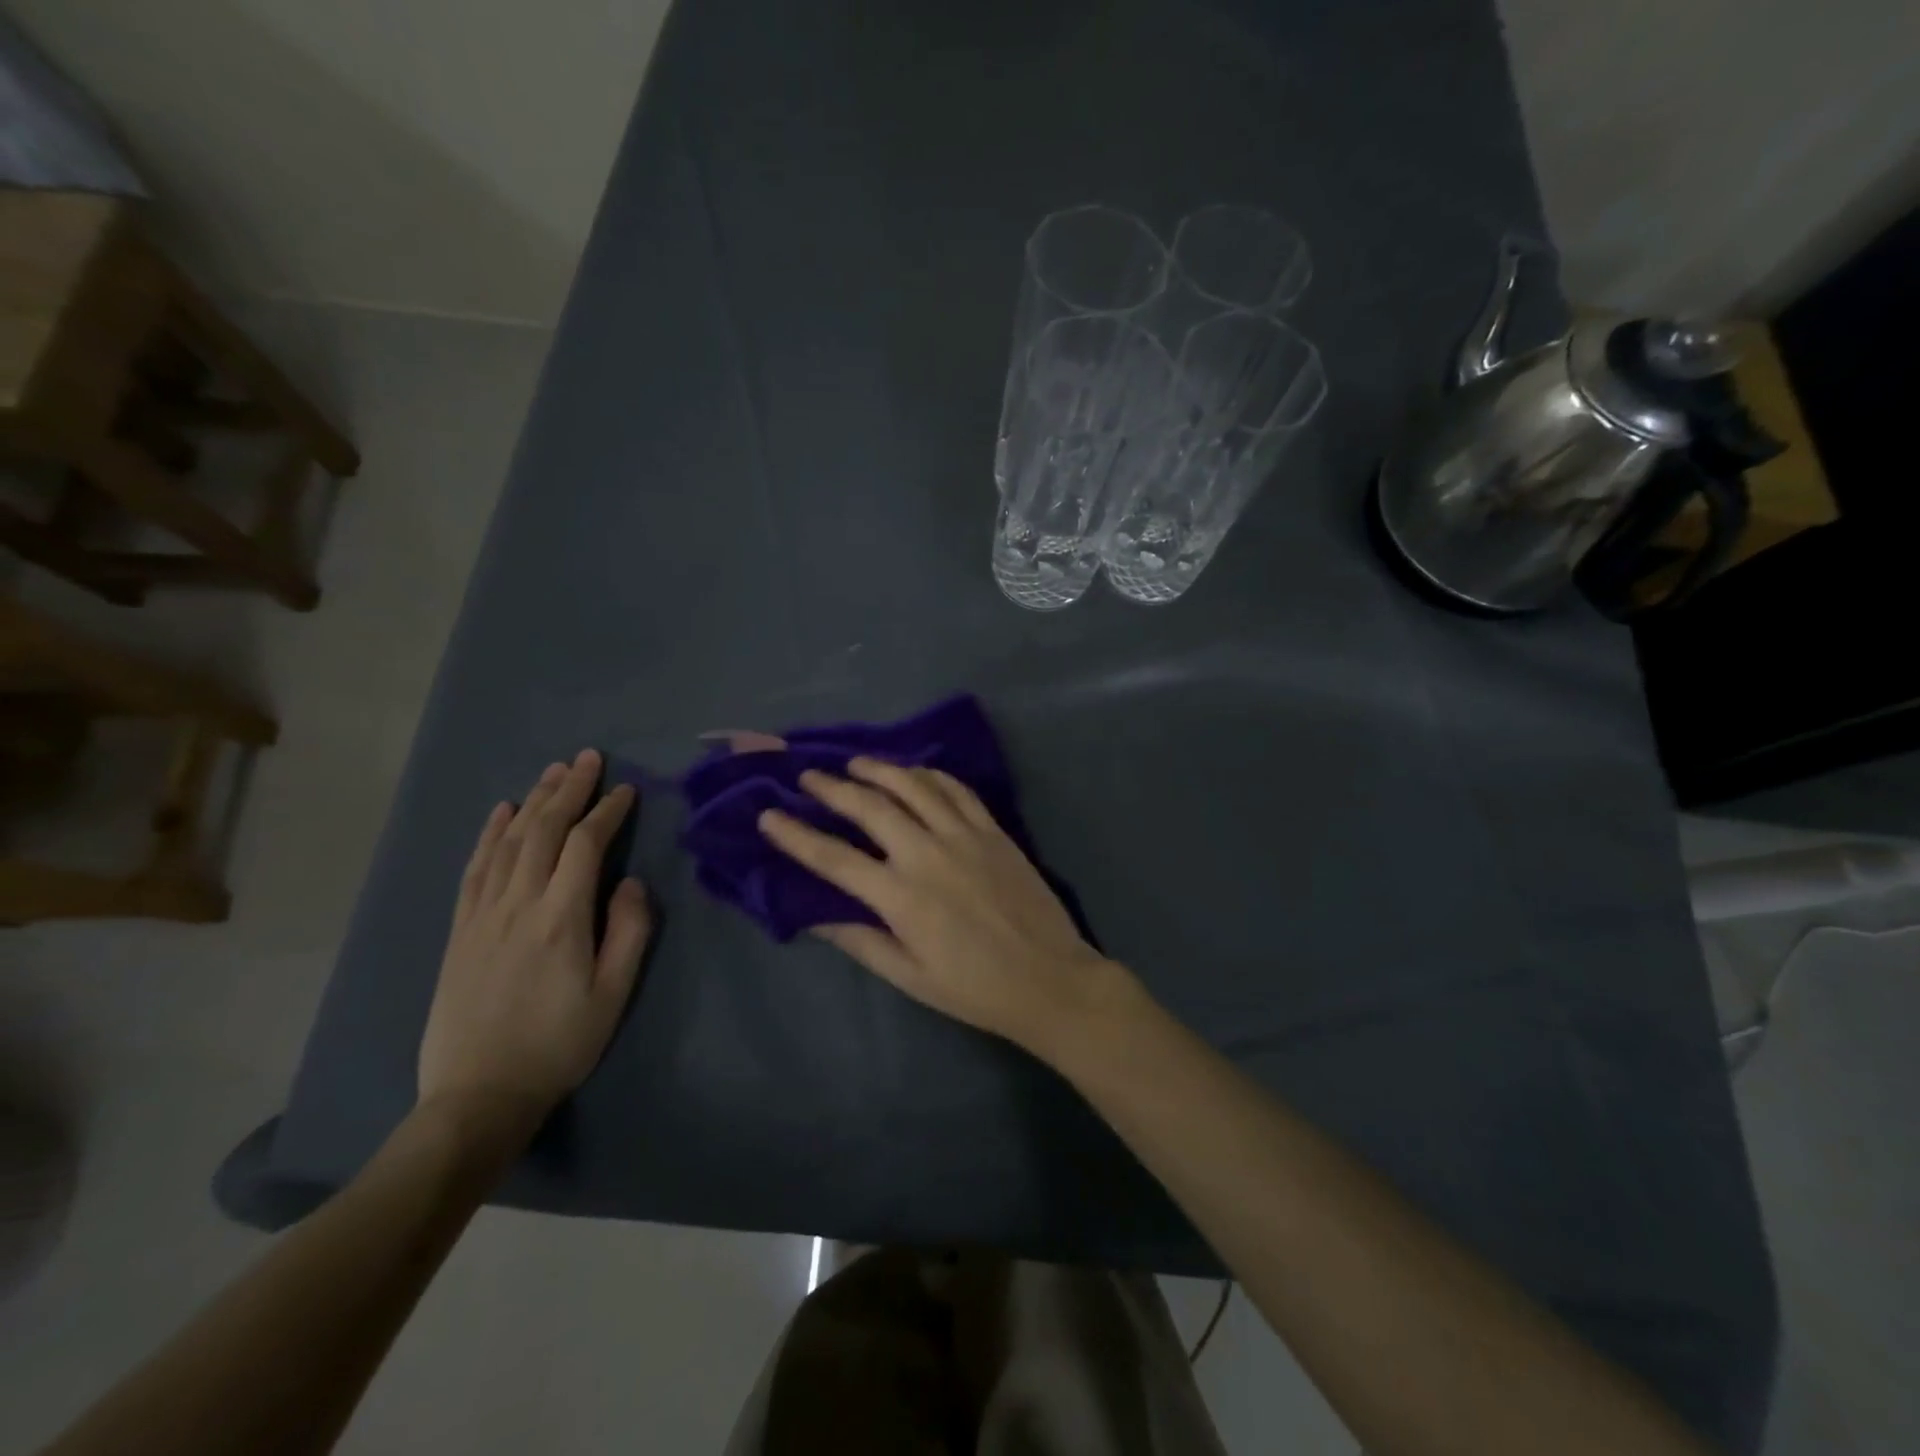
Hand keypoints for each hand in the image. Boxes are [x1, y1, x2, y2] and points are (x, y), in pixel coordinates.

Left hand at [418, 750, 652, 1144]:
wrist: (478, 1095)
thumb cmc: (559, 1044)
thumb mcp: (614, 994)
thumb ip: (629, 932)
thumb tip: (631, 882)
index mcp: (561, 919)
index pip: (585, 846)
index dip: (606, 812)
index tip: (626, 790)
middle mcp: (518, 904)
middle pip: (542, 831)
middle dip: (568, 790)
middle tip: (588, 758)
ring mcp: (482, 915)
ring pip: (508, 842)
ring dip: (532, 801)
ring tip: (553, 772)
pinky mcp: (460, 930)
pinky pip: (475, 868)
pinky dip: (489, 834)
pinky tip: (501, 812)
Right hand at [756, 758, 1131, 1054]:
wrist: (1050, 978)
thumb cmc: (974, 988)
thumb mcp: (909, 976)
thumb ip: (860, 940)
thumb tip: (814, 914)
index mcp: (901, 897)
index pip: (833, 858)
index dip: (796, 835)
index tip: (769, 815)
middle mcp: (928, 854)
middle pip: (871, 807)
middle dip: (832, 788)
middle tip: (808, 777)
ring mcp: (965, 836)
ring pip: (914, 786)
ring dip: (880, 769)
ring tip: (855, 763)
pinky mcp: (994, 830)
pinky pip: (957, 790)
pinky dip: (930, 775)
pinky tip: (916, 772)